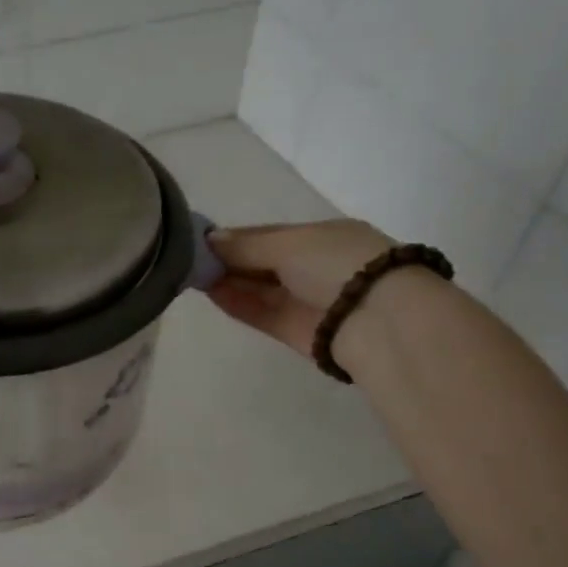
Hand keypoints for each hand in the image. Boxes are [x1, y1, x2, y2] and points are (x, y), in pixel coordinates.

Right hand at [205, 220, 397, 357]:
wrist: (379, 321)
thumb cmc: (337, 265)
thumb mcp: (289, 243)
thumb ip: (246, 244)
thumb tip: (209, 239)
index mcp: (321, 236)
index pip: (268, 234)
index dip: (235, 237)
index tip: (199, 240)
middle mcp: (314, 266)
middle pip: (261, 262)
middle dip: (228, 260)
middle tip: (188, 259)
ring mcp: (305, 300)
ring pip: (259, 288)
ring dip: (228, 282)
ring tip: (192, 276)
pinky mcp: (296, 331)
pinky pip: (261, 313)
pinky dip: (237, 304)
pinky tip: (211, 294)